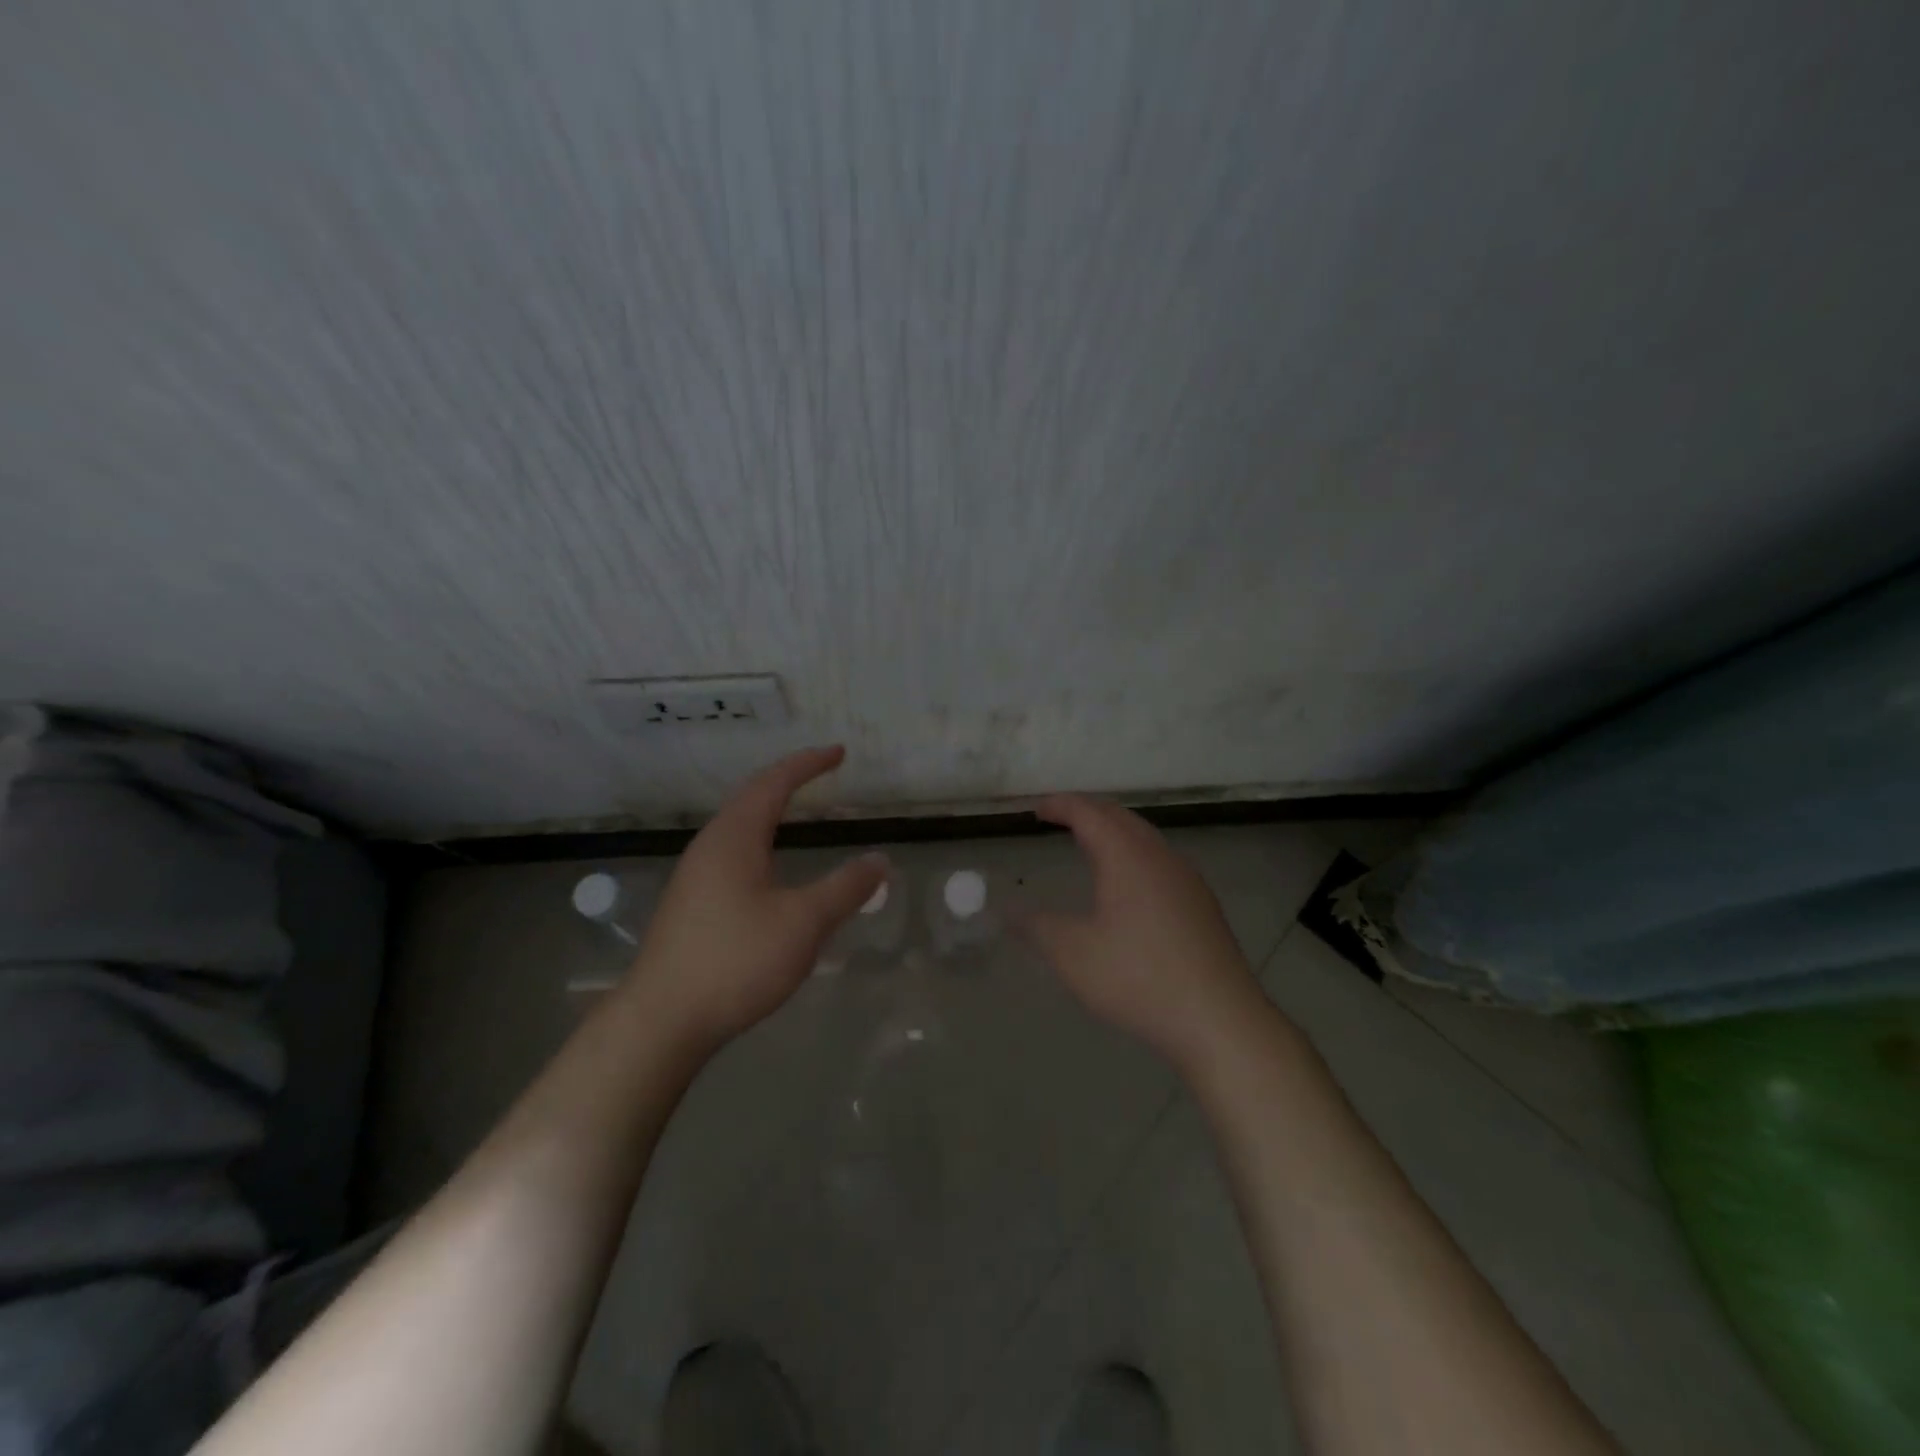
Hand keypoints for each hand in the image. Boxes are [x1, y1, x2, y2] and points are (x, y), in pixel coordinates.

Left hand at [626, 746, 886, 1049]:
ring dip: (769, 810)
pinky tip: (769, 868)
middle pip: (751, 798)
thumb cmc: (736, 961)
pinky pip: (731, 852)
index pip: (774, 783)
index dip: (808, 764)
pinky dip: (759, 840)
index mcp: (734, 838)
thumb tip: (880, 859)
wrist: (662, 1021)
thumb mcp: (803, 923)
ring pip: (737, 827)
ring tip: (796, 810)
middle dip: (788, 780)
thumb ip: (845, 889)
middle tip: (821, 773)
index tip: (838, 752)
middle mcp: (710, 847)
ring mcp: (695, 876)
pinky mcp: (690, 904)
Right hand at [1021, 794, 1268, 1069]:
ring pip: (1145, 837)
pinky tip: (1128, 886)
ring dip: (1114, 832)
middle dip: (1088, 811)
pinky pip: (1160, 860)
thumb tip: (1009, 912)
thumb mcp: (1073, 955)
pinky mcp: (1202, 904)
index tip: (1036, 809)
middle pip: (1120, 817)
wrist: (1219, 1019)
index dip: (1060, 806)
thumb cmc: (1139, 978)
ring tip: (1090, 846)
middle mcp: (1160, 857)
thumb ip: (1037, 928)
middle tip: (1060, 819)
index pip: (1089, 813)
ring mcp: (1187, 879)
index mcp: (1127, 857)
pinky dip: (1134, 854)